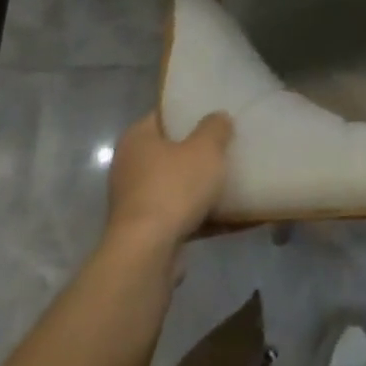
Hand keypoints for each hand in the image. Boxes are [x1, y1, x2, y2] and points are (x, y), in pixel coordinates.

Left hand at [104, 110, 233, 253]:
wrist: (147, 254)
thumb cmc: (174, 188)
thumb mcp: (205, 149)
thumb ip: (215, 128)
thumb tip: (218, 117)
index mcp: (137, 139)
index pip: (164, 115)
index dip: (189, 111)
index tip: (215, 113)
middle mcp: (130, 167)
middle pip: (171, 151)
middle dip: (198, 151)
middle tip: (228, 144)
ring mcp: (136, 201)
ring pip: (176, 185)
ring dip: (201, 186)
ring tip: (234, 179)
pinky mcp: (146, 231)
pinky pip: (180, 215)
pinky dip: (202, 215)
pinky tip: (231, 216)